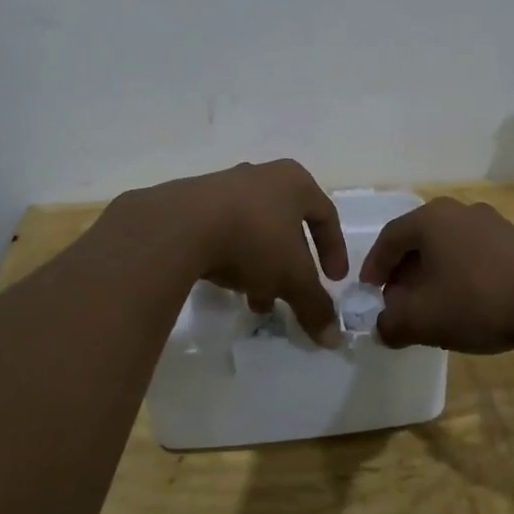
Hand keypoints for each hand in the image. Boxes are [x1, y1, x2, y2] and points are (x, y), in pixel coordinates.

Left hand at [134, 160, 348, 344]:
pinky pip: (224, 231)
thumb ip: (315, 305)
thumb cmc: (253, 240)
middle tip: (290, 295)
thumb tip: (333, 338)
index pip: (326, 214)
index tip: (334, 281)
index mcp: (294, 182)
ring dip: (261, 267)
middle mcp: (262, 176)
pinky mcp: (193, 202)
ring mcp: (224, 186)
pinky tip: (225, 284)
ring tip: (255, 303)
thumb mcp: (292, 278)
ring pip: (255, 231)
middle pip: (287, 225)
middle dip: (291, 266)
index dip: (334, 250)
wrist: (179, 226)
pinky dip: (233, 257)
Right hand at [359, 198, 513, 352]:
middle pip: (422, 239)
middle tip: (401, 300)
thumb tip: (383, 325)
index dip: (374, 267)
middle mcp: (462, 211)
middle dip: (407, 271)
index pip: (389, 238)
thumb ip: (391, 324)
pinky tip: (487, 289)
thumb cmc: (478, 302)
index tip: (369, 293)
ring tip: (441, 299)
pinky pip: (492, 253)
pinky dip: (481, 269)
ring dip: (442, 269)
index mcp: (431, 220)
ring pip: (457, 245)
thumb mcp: (422, 321)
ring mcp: (498, 223)